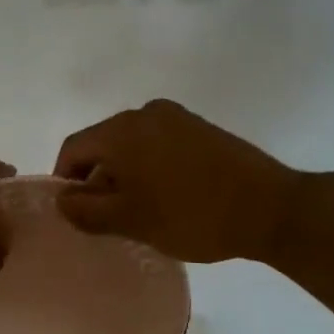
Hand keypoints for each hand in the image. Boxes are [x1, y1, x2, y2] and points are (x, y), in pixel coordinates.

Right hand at [53, 100, 297, 262]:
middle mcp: (145, 112)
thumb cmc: (191, 214)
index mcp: (121, 129)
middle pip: (103, 143)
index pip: (74, 148)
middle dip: (97, 179)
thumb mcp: (131, 220)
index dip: (65, 181)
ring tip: (138, 211)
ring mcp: (177, 117)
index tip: (75, 213)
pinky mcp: (201, 128)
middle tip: (106, 218)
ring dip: (125, 174)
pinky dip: (151, 167)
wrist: (271, 208)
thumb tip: (62, 200)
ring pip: (132, 145)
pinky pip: (159, 144)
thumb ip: (87, 210)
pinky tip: (166, 196)